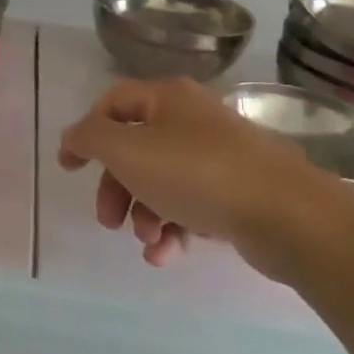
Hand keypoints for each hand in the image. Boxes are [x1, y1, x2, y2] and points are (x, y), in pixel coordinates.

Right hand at [58, 77, 339, 269]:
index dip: (86, 133)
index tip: (69, 169)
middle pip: (135, 149)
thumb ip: (91, 138)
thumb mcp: (128, 150)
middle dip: (116, 188)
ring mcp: (217, 156)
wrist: (285, 213)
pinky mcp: (236, 191)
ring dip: (144, 215)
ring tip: (150, 242)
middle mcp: (192, 120)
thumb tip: (74, 135)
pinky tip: (167, 254)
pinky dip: (173, 229)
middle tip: (108, 221)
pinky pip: (191, 206)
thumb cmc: (196, 173)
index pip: (112, 104)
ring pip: (162, 182)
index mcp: (167, 98)